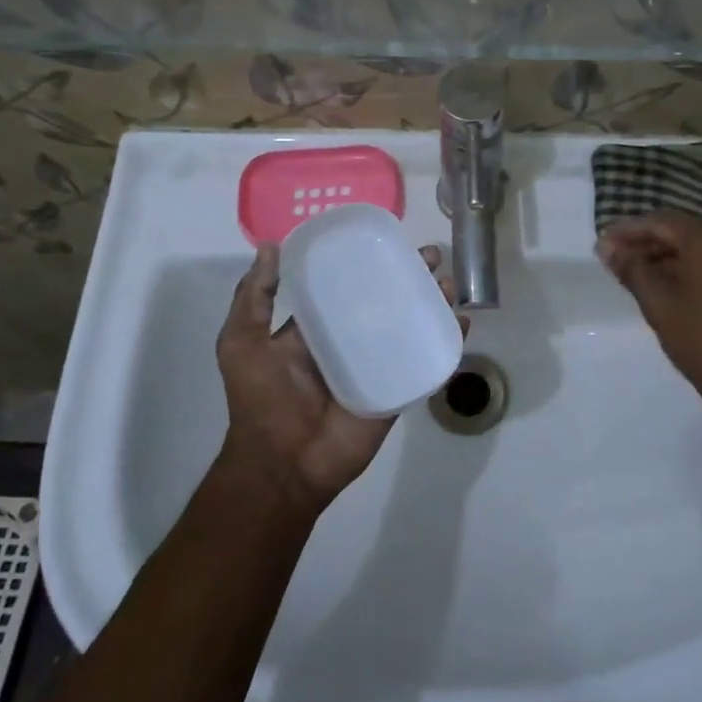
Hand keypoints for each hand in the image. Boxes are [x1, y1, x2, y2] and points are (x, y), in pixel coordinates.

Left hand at [214, 241, 456, 513]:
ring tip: (449, 284)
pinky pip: (424, 362)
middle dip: (411, 275)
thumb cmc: (260, 400)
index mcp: (317, 326)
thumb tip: (269, 247)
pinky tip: (460, 324)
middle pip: (388, 299)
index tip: (389, 236)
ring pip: (411, 325)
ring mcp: (376, 364)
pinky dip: (445, 342)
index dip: (368, 259)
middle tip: (433, 255)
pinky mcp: (396, 389)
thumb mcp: (241, 342)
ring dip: (433, 303)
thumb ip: (254, 298)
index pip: (347, 283)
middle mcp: (350, 339)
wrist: (283, 464)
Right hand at [598, 211, 701, 426]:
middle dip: (646, 243)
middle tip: (614, 260)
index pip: (661, 221)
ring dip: (666, 257)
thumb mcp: (658, 302)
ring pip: (699, 248)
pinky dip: (689, 268)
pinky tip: (667, 286)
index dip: (628, 230)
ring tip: (635, 275)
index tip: (602, 245)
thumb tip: (606, 246)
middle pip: (682, 231)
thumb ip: (631, 268)